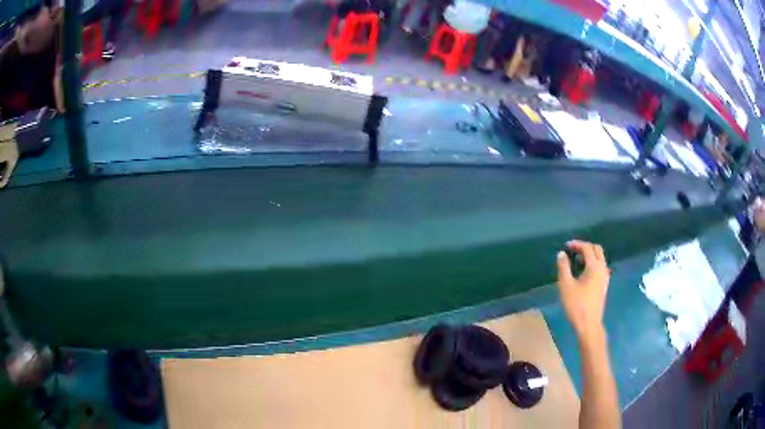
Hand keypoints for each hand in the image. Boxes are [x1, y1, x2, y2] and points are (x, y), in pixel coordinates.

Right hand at [556, 240, 609, 341]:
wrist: (588, 324)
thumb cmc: (576, 305)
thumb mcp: (566, 285)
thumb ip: (563, 267)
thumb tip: (562, 254)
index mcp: (594, 266)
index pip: (587, 248)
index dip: (577, 244)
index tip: (566, 246)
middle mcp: (602, 268)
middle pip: (597, 249)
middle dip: (585, 247)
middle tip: (573, 250)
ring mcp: (605, 277)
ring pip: (600, 258)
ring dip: (589, 255)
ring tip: (577, 260)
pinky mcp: (604, 284)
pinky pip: (600, 266)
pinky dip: (592, 263)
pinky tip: (583, 272)